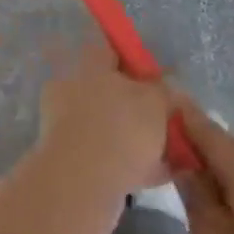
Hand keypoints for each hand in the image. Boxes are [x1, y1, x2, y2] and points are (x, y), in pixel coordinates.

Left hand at [35, 45, 173, 200]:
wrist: (81, 183)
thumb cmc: (121, 129)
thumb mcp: (155, 102)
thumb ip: (162, 90)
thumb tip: (164, 85)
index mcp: (89, 66)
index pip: (109, 50)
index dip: (132, 62)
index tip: (154, 81)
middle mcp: (72, 88)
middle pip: (108, 91)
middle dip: (135, 107)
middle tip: (164, 124)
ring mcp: (64, 124)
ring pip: (107, 126)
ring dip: (133, 139)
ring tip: (169, 156)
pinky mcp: (66, 158)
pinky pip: (104, 155)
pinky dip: (128, 164)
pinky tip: (157, 177)